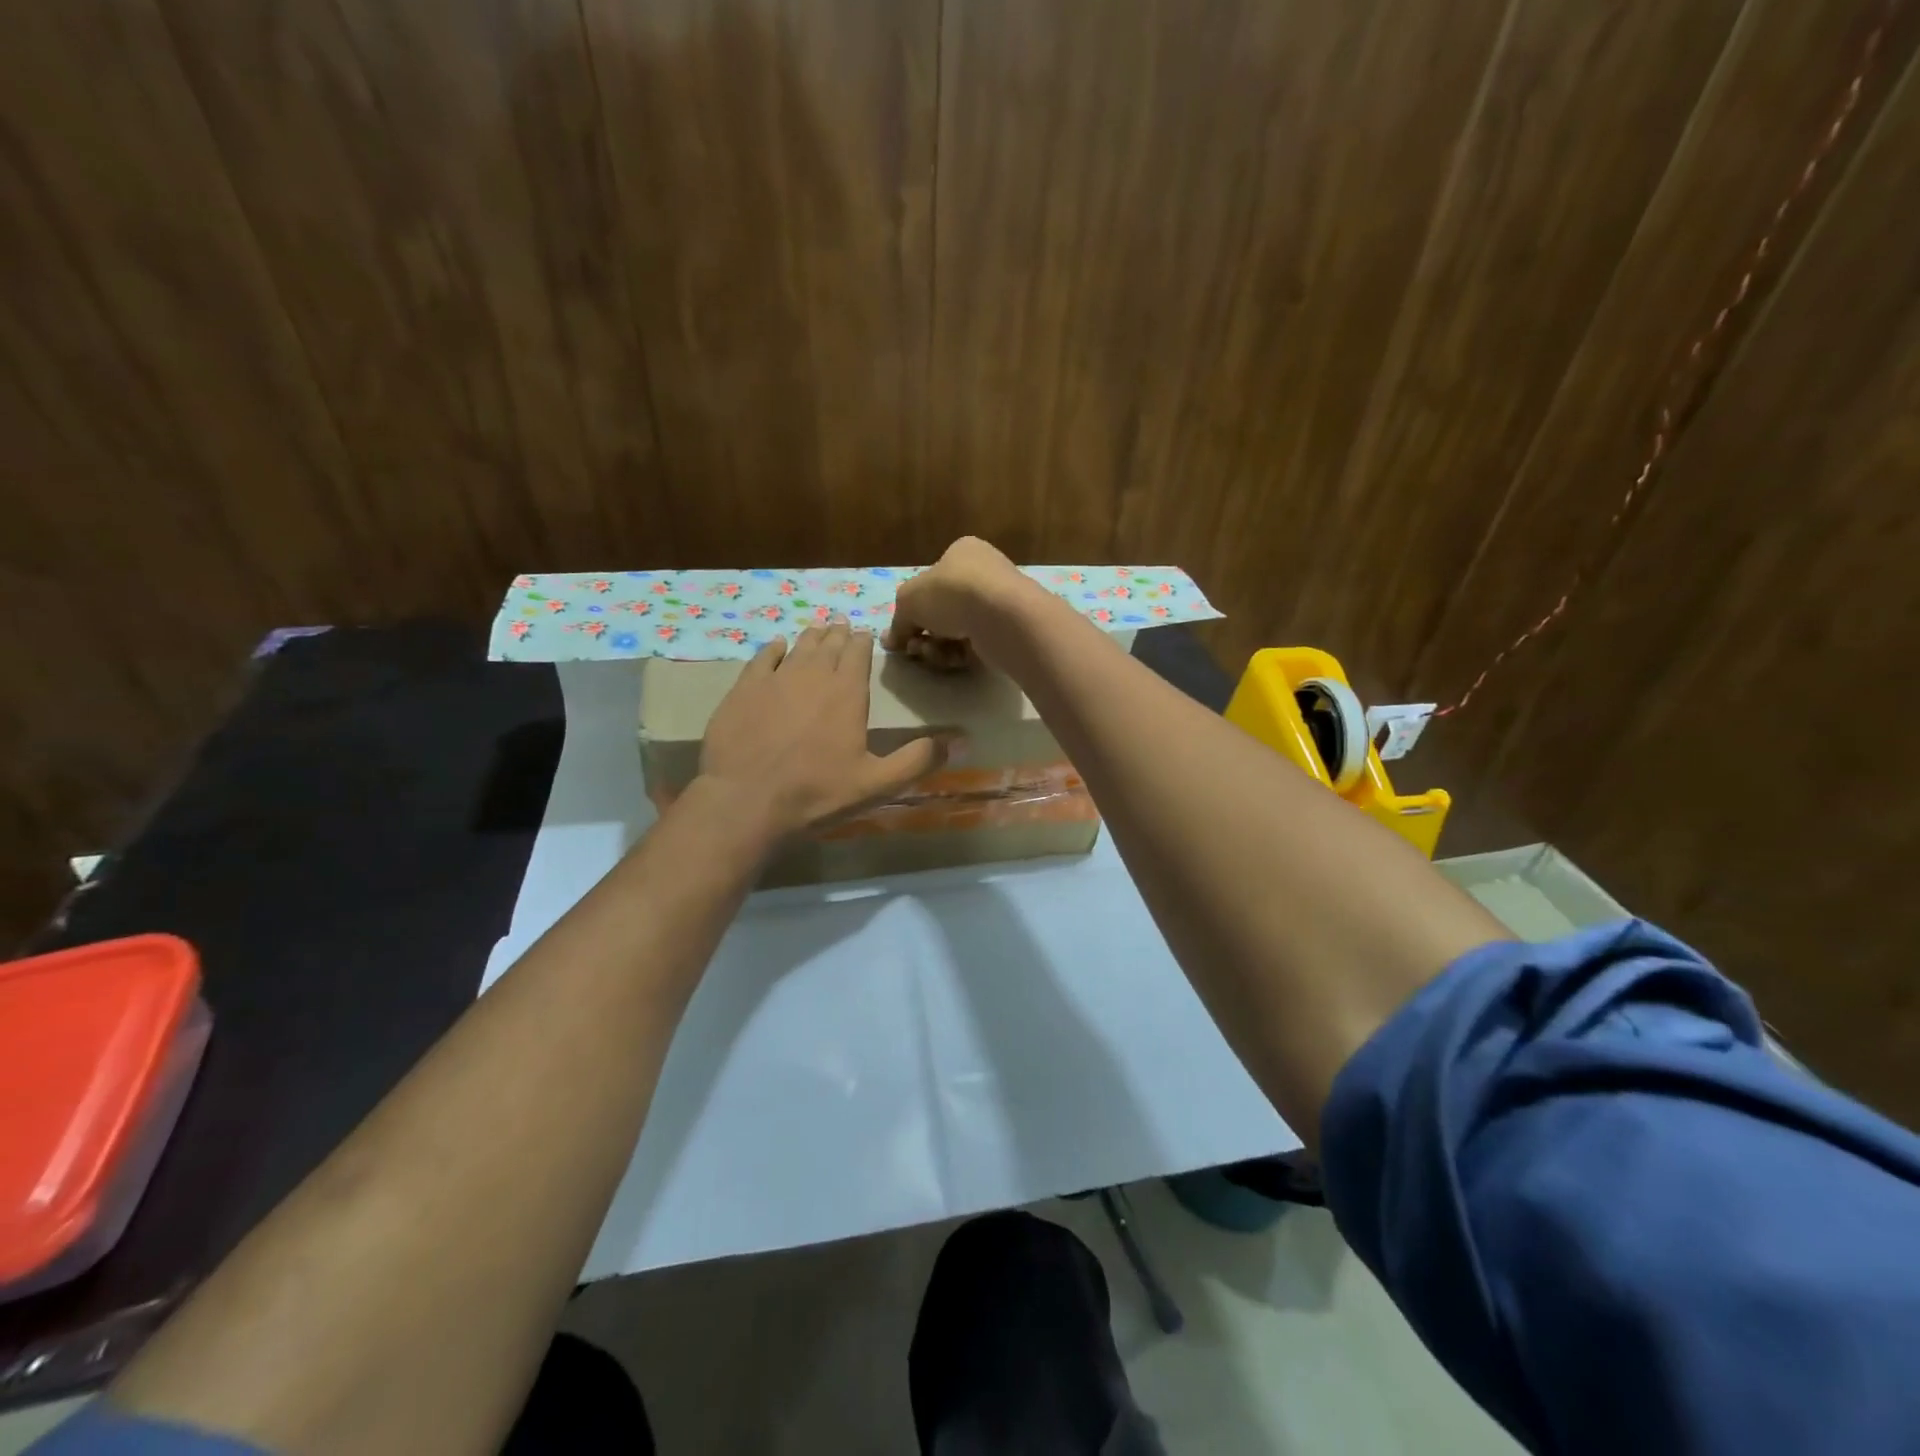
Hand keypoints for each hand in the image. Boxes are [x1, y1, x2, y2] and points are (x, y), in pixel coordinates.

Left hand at [699, 624, 945, 836]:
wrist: (745, 801)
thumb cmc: (816, 793)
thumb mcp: (877, 784)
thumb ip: (917, 761)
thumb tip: (958, 742)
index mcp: (847, 693)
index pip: (858, 654)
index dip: (863, 642)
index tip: (865, 635)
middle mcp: (812, 676)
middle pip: (829, 645)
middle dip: (839, 635)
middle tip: (843, 627)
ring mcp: (774, 680)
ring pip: (798, 647)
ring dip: (811, 637)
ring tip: (818, 630)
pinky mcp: (743, 690)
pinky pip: (761, 659)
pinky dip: (772, 649)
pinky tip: (776, 646)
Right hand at [883, 536, 1037, 669]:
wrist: (1001, 616)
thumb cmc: (951, 592)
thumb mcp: (909, 600)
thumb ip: (898, 621)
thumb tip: (890, 641)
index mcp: (963, 552)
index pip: (932, 580)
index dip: (914, 606)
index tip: (902, 630)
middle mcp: (984, 573)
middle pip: (943, 609)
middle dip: (924, 632)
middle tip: (913, 646)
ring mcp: (998, 603)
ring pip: (957, 630)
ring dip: (937, 646)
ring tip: (929, 653)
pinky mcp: (1008, 631)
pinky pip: (975, 645)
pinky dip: (959, 654)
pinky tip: (951, 659)